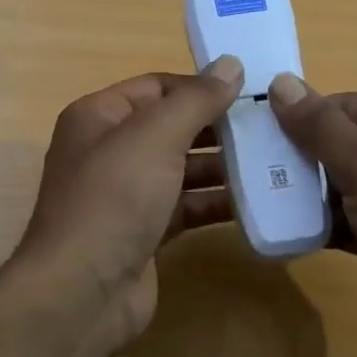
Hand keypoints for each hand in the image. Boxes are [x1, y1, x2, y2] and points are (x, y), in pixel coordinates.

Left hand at [16, 57, 243, 342]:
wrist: (83, 291)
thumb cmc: (114, 198)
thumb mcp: (155, 136)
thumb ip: (196, 99)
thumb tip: (231, 64)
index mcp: (100, 116)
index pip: (156, 86)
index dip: (200, 86)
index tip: (250, 91)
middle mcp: (110, 150)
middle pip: (172, 128)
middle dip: (218, 127)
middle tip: (271, 127)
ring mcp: (126, 194)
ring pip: (182, 169)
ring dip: (223, 166)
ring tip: (273, 161)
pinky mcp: (145, 232)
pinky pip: (186, 207)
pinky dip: (216, 203)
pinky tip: (257, 201)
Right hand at [268, 75, 356, 356]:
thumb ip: (321, 127)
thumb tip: (280, 82)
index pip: (349, 105)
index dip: (302, 116)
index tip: (254, 133)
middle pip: (344, 143)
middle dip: (300, 157)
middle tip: (250, 169)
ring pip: (345, 184)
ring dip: (307, 192)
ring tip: (259, 198)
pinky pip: (352, 219)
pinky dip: (323, 223)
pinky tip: (286, 229)